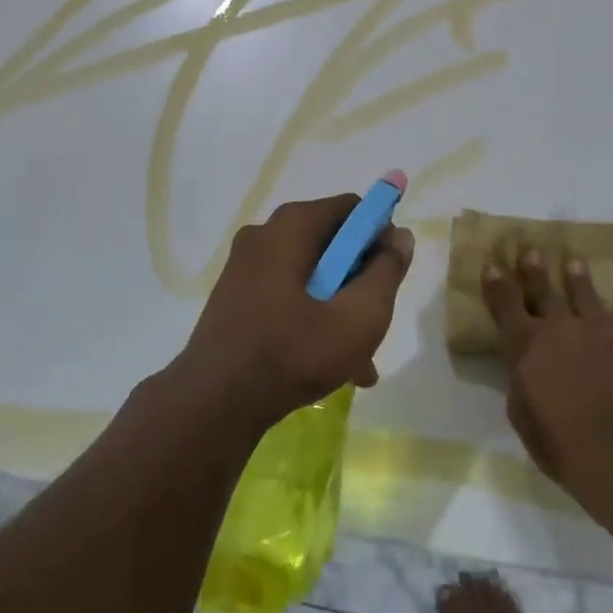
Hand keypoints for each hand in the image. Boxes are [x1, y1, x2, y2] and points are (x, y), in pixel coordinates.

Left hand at [179, 194, 414, 434]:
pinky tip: (328, 365)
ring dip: (339, 309)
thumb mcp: (359, 316)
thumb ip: (387, 271)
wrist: (212, 404)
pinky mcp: (235, 296)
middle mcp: (265, 234)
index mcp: (292, 225)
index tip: (389, 277)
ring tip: (359, 361)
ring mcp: (245, 266)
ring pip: (312, 276)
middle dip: (360, 282)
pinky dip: (311, 318)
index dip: (380, 237)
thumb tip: (400, 236)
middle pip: (332, 244)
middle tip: (374, 324)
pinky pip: (287, 295)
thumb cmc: (293, 352)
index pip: (352, 209)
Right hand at [483, 249, 612, 503]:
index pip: (505, 303)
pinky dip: (605, 311)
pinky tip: (606, 306)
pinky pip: (611, 319)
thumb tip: (525, 364)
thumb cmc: (554, 438)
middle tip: (531, 249)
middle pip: (543, 289)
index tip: (492, 266)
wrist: (611, 450)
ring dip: (576, 278)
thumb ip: (520, 376)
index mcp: (524, 343)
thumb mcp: (519, 408)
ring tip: (574, 262)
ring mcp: (593, 331)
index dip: (497, 284)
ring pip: (582, 295)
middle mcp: (557, 327)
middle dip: (534, 269)